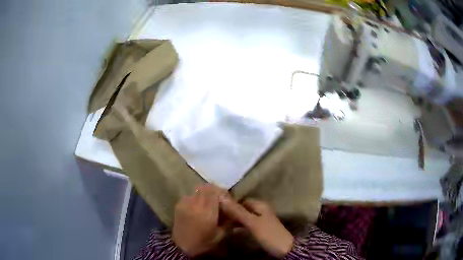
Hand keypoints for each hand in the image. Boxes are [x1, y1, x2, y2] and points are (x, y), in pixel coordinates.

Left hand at [172, 184, 227, 256]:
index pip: (215, 191)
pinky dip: (197, 198)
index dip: (222, 192)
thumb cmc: (203, 242)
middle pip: (206, 187)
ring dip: (205, 194)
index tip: (226, 200)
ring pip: (198, 190)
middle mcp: (196, 204)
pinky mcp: (179, 204)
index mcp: (207, 211)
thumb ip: (228, 220)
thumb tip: (234, 210)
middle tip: (219, 200)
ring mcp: (186, 202)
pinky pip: (191, 195)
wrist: (181, 246)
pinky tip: (198, 208)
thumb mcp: (220, 234)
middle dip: (215, 191)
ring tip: (208, 204)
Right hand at [220, 197, 293, 257]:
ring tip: (221, 223)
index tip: (217, 209)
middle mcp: (260, 209)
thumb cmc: (268, 234)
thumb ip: (238, 211)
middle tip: (217, 218)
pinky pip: (247, 223)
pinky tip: (231, 229)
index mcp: (260, 205)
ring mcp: (261, 219)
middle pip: (242, 208)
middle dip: (231, 212)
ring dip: (234, 219)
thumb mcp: (252, 222)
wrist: (284, 248)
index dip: (229, 204)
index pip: (241, 200)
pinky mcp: (260, 228)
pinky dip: (239, 225)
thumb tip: (221, 197)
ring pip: (244, 216)